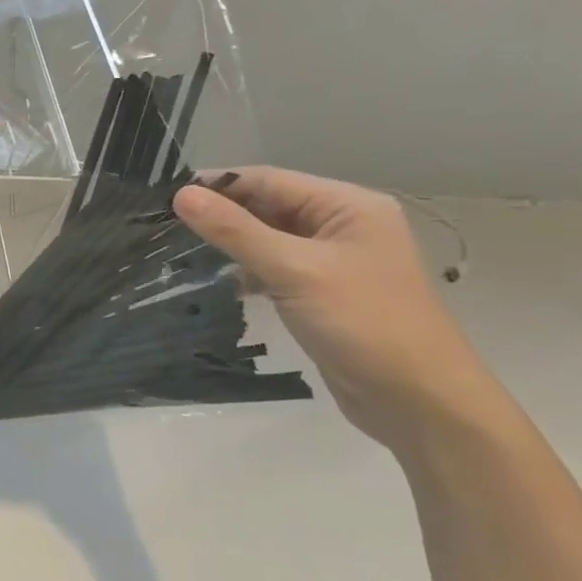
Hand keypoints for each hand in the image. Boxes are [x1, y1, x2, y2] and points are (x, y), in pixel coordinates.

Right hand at [173, 168, 495, 449]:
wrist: (418, 400)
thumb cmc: (362, 323)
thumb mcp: (293, 270)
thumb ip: (235, 231)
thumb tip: (181, 195)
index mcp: (348, 206)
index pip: (268, 180)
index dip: (216, 185)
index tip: (163, 198)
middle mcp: (343, 225)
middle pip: (268, 206)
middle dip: (221, 215)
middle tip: (163, 226)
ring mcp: (334, 260)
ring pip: (268, 238)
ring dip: (231, 244)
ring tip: (181, 252)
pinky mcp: (323, 291)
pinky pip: (275, 267)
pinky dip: (247, 271)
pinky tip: (222, 283)